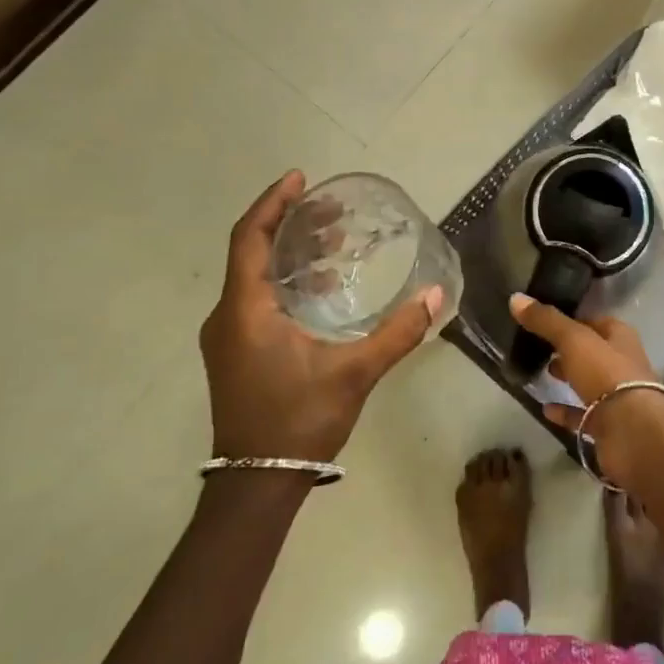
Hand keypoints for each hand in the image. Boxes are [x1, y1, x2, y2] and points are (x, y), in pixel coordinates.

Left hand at [200, 171, 442, 463]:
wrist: (256, 483)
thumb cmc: (299, 420)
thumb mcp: (354, 373)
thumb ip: (397, 332)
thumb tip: (435, 295)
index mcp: (245, 310)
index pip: (250, 238)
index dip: (273, 203)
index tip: (301, 179)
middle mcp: (227, 316)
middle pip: (253, 252)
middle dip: (291, 225)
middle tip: (333, 211)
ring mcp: (228, 337)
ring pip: (255, 277)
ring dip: (291, 254)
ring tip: (333, 243)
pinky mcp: (235, 354)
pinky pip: (256, 299)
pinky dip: (286, 282)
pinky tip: (323, 289)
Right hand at [508, 294, 663, 484]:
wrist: (633, 432)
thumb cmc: (606, 374)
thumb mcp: (573, 340)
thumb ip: (546, 321)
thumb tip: (516, 298)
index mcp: (620, 338)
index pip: (595, 322)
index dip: (573, 321)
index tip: (545, 321)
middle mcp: (623, 364)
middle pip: (593, 352)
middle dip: (570, 350)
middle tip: (542, 348)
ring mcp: (618, 397)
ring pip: (590, 383)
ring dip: (569, 378)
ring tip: (542, 373)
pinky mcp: (610, 426)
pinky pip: (584, 415)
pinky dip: (566, 412)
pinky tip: (546, 409)